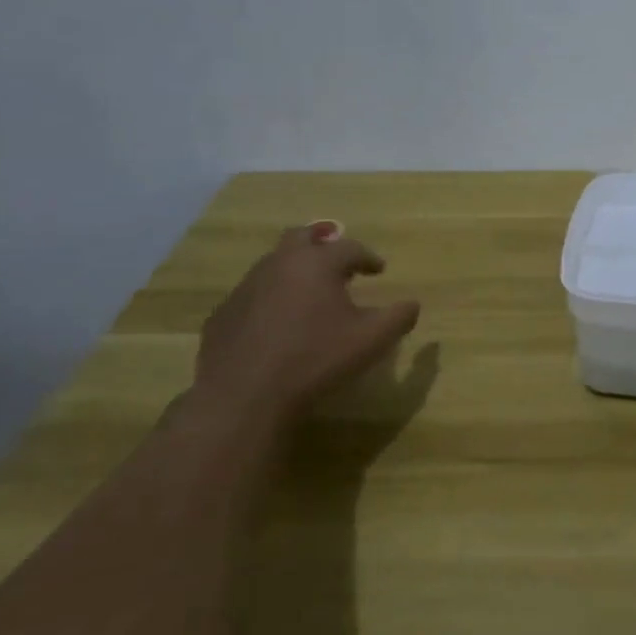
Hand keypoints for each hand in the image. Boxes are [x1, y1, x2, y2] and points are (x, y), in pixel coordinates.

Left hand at [192, 221, 420, 426]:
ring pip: (274, 265)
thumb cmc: (316, 359)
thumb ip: (399, 317)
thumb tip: (412, 304)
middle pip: (302, 238)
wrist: (244, 397)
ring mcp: (245, 288)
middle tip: (338, 263)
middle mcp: (279, 264)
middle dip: (323, 245)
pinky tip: (278, 324)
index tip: (379, 270)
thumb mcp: (372, 340)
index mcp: (317, 263)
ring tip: (311, 294)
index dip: (368, 258)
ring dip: (296, 271)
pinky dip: (271, 299)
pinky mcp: (223, 314)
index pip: (349, 248)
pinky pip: (253, 295)